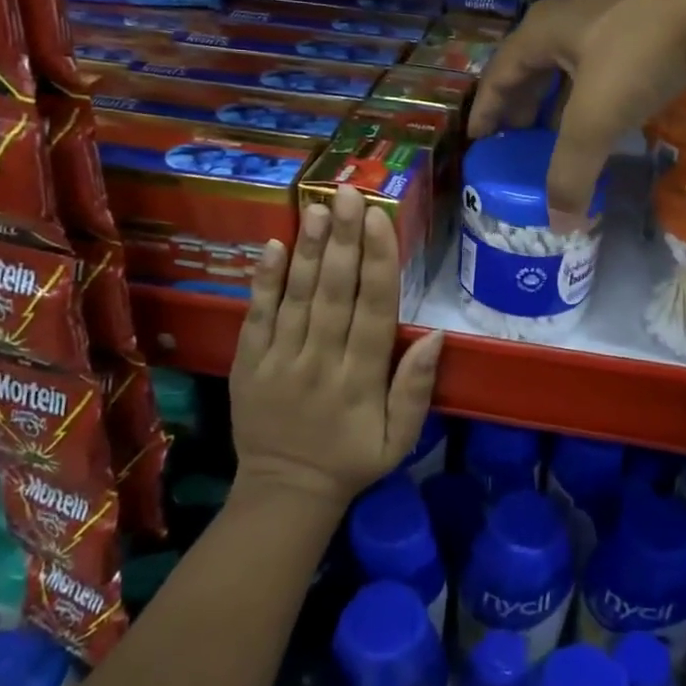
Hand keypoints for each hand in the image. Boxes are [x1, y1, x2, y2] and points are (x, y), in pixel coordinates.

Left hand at [230, 184, 444, 507]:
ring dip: (307, 250)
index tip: (379, 220)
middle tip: (348, 194)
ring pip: (296, 298)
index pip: (374, 311)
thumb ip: (416, 388)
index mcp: (361, 381)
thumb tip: (437, 335)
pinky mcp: (248, 364)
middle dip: (342, 241)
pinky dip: (263, 281)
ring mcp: (280, 361)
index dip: (378, 263)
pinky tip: (272, 246)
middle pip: (334, 293)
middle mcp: (321, 363)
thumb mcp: (400, 439)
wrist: (284, 491)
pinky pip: (256, 317)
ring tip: (316, 207)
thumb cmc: (352, 460)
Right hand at [467, 0, 685, 222]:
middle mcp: (568, 16)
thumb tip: (560, 224)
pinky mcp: (645, 21)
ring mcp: (609, 14)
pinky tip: (604, 112)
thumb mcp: (594, 122)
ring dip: (556, 98)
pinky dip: (590, 91)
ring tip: (555, 132)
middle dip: (520, 105)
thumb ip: (570, 174)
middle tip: (516, 141)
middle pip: (530, 66)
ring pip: (568, 63)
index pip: (499, 74)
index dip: (486, 109)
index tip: (478, 140)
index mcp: (541, 31)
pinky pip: (600, 62)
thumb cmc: (638, 58)